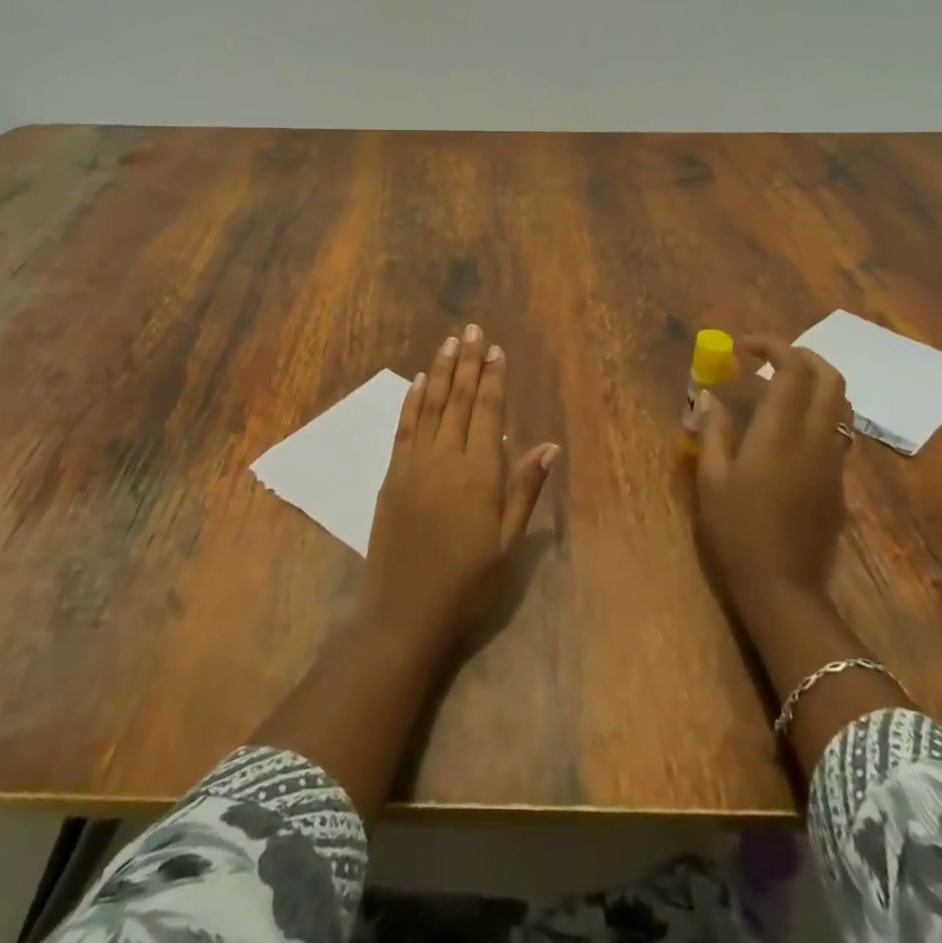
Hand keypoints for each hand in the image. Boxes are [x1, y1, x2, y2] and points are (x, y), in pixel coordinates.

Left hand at [358, 325, 558, 654]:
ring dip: (438, 371)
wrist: (404, 614)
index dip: (493, 379)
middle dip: (467, 362)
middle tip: (472, 329)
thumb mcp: (507, 543)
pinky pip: (403, 428)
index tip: (496, 349)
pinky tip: (416, 382)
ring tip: (448, 342)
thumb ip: (524, 490)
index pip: (487, 412)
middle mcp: (445, 457)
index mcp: (479, 473)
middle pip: (457, 399)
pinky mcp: (392, 475)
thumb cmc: (467, 584)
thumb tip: (549, 446)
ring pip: (429, 405)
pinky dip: (411, 401)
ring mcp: (414, 464)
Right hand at [695, 338, 852, 614]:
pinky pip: (838, 432)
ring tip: (780, 389)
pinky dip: (818, 413)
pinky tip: (787, 433)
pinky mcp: (839, 484)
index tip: (743, 348)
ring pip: (841, 405)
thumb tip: (710, 397)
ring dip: (816, 384)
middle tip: (768, 359)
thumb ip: (713, 431)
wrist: (784, 590)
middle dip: (803, 356)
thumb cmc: (737, 532)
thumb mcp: (711, 480)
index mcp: (780, 433)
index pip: (792, 369)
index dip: (772, 346)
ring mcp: (833, 462)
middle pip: (830, 378)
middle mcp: (815, 439)